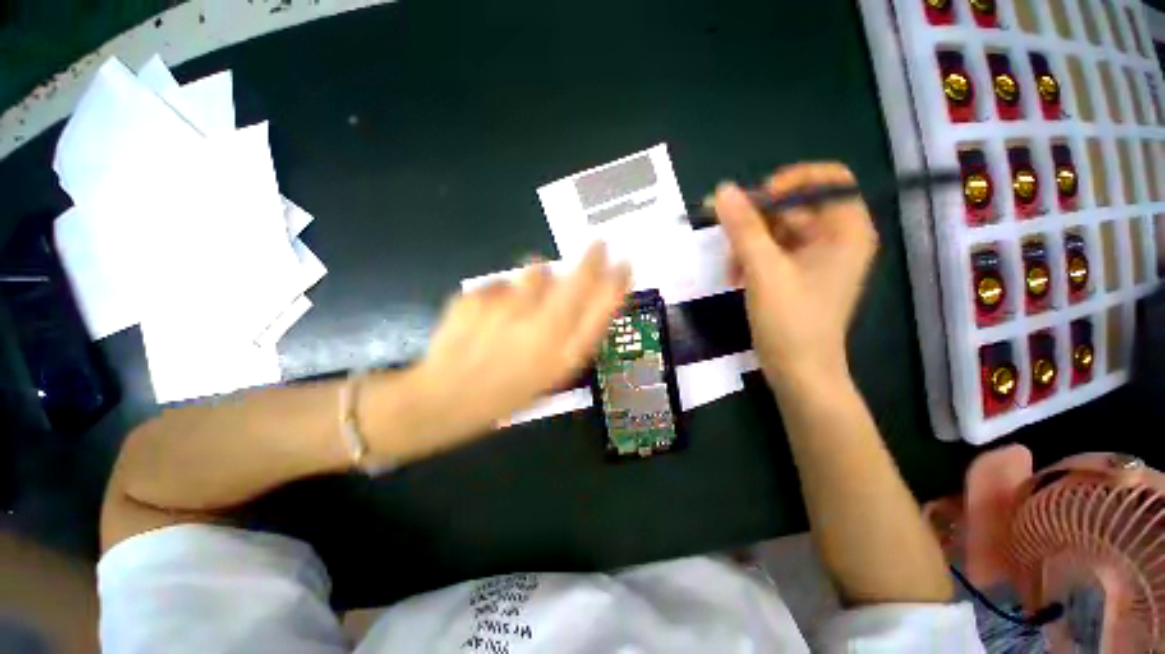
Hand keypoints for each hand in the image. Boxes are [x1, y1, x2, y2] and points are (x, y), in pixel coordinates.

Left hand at [390, 243, 630, 457]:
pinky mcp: (477, 298)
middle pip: (579, 278)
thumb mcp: (553, 375)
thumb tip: (590, 296)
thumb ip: (576, 337)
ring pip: (536, 269)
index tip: (625, 264)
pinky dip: (502, 293)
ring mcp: (507, 310)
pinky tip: (491, 314)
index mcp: (564, 354)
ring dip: (539, 276)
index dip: (619, 281)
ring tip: (525, 297)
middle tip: (598, 244)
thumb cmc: (509, 392)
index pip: (603, 307)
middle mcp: (542, 329)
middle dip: (594, 257)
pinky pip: (502, 282)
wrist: (448, 398)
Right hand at [715, 163, 877, 387]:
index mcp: (846, 230)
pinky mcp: (798, 274)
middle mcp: (836, 238)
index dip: (791, 181)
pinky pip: (773, 251)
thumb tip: (723, 190)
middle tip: (727, 236)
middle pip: (795, 206)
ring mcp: (816, 258)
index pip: (827, 180)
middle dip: (757, 221)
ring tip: (731, 268)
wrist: (798, 371)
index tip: (757, 200)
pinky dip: (752, 259)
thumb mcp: (764, 270)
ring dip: (748, 243)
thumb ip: (743, 227)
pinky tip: (736, 277)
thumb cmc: (790, 320)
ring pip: (777, 230)